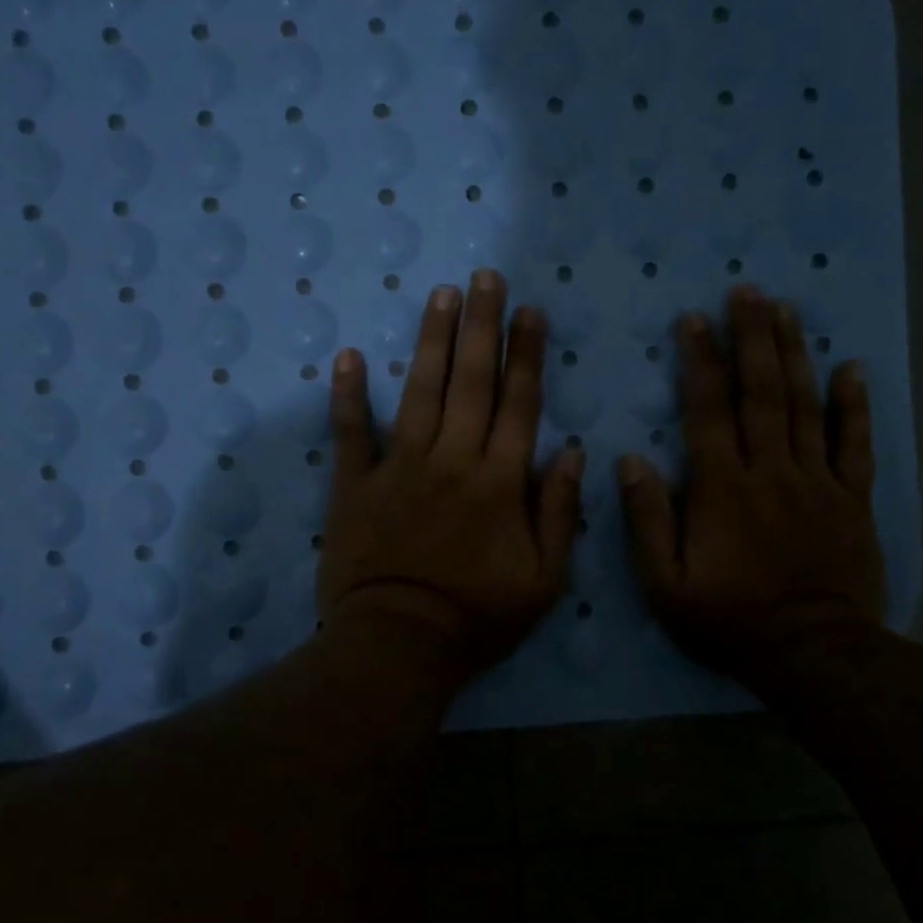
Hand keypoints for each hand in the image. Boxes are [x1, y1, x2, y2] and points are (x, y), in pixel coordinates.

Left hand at [320, 269, 584, 678]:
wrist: (399, 644)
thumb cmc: (478, 618)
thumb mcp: (545, 581)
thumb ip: (561, 513)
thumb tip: (575, 453)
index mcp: (500, 482)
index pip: (519, 404)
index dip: (527, 354)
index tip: (531, 311)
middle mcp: (452, 460)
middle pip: (471, 382)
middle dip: (482, 325)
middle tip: (486, 278)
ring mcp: (399, 468)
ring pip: (421, 392)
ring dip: (432, 340)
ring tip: (441, 294)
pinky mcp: (355, 485)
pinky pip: (351, 433)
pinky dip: (348, 395)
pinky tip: (348, 356)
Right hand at [618, 286, 886, 683]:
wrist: (811, 652)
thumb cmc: (728, 618)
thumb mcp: (665, 583)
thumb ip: (647, 520)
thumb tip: (629, 461)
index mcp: (722, 488)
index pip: (708, 411)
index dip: (701, 362)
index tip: (694, 320)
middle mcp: (770, 471)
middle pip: (761, 393)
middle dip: (751, 338)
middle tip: (747, 291)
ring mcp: (817, 481)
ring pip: (804, 405)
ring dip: (793, 354)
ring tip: (785, 309)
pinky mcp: (852, 499)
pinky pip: (854, 443)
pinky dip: (853, 404)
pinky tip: (851, 367)